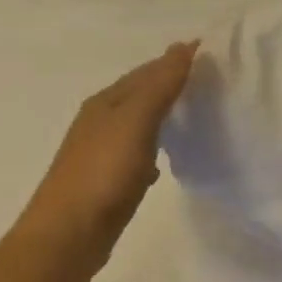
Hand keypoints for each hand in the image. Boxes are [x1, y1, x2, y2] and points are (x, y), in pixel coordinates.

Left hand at [20, 42, 198, 279]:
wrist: (68, 234)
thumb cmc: (103, 173)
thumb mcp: (135, 122)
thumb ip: (160, 86)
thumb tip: (182, 47)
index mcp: (107, 102)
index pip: (147, 71)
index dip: (177, 61)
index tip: (213, 55)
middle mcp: (101, 121)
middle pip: (141, 94)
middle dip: (172, 85)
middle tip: (212, 83)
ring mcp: (102, 152)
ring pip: (139, 124)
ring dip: (164, 116)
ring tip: (195, 115)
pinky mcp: (108, 181)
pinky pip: (137, 154)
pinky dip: (154, 149)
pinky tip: (165, 162)